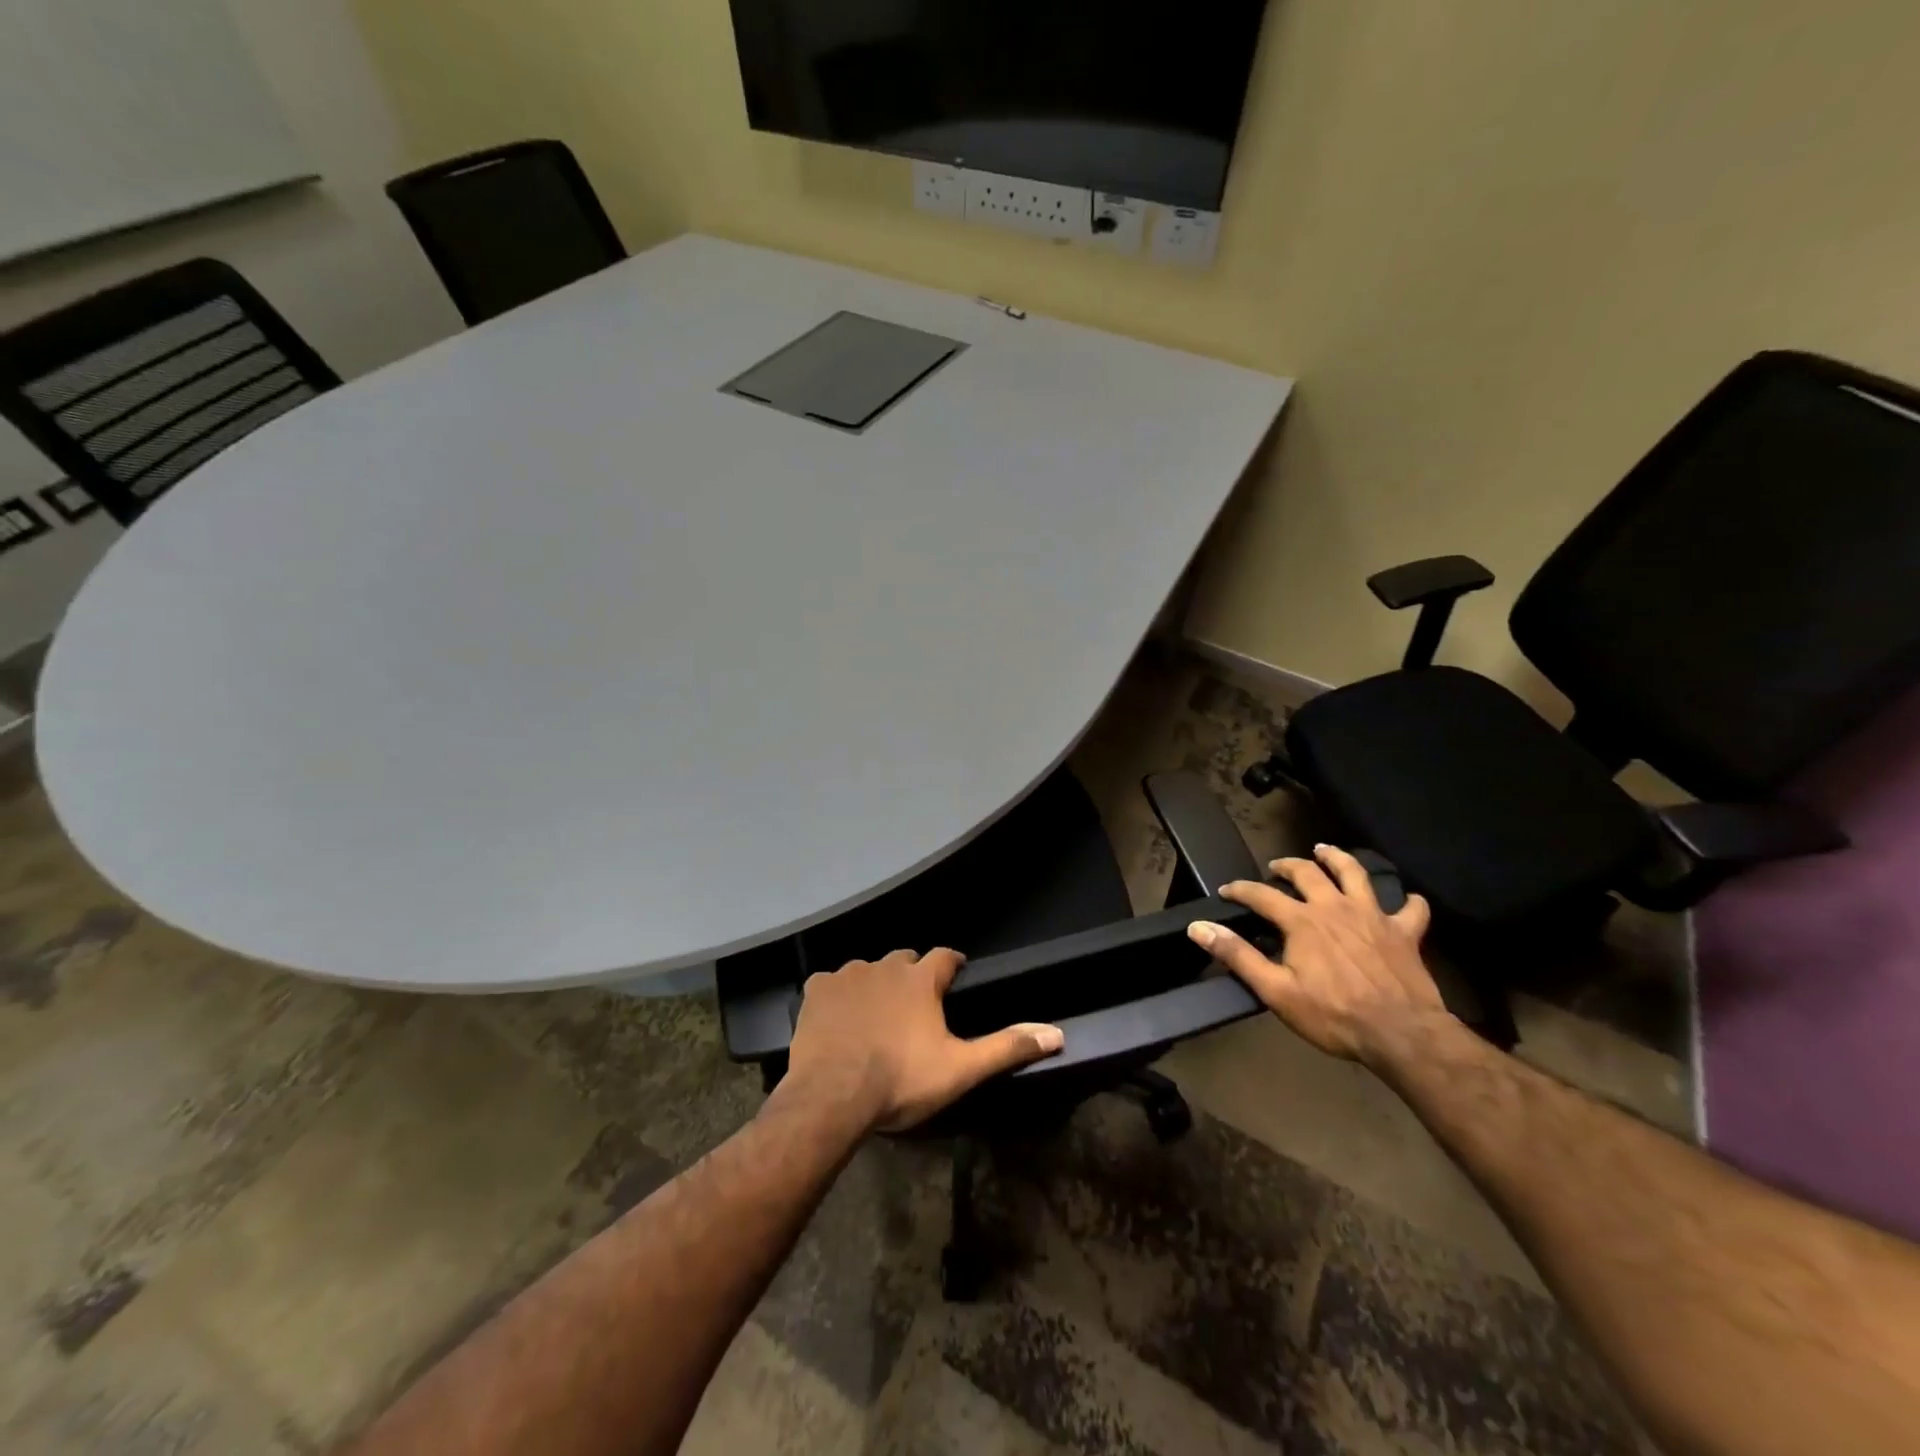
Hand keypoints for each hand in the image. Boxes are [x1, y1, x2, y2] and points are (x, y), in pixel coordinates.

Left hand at [783, 948, 1063, 1133]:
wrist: (832, 1097)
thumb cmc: (901, 1081)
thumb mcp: (960, 1069)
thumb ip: (1006, 1048)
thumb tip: (1056, 1034)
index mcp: (921, 979)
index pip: (946, 956)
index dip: (952, 964)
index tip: (956, 975)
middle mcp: (885, 966)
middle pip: (905, 959)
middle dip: (912, 975)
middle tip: (914, 1006)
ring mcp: (847, 975)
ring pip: (868, 970)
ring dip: (875, 985)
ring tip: (875, 1016)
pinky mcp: (816, 990)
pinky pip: (830, 983)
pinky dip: (837, 996)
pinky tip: (837, 1020)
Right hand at [1186, 844, 1446, 1064]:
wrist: (1402, 1034)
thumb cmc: (1333, 1015)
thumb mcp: (1275, 990)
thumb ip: (1237, 955)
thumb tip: (1199, 927)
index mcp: (1302, 921)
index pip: (1261, 894)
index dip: (1240, 889)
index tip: (1226, 891)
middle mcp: (1335, 907)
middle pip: (1307, 873)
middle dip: (1287, 865)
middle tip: (1277, 867)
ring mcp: (1373, 916)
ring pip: (1355, 873)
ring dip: (1338, 859)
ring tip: (1326, 851)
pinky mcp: (1404, 932)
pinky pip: (1412, 909)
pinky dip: (1409, 901)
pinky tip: (1407, 900)